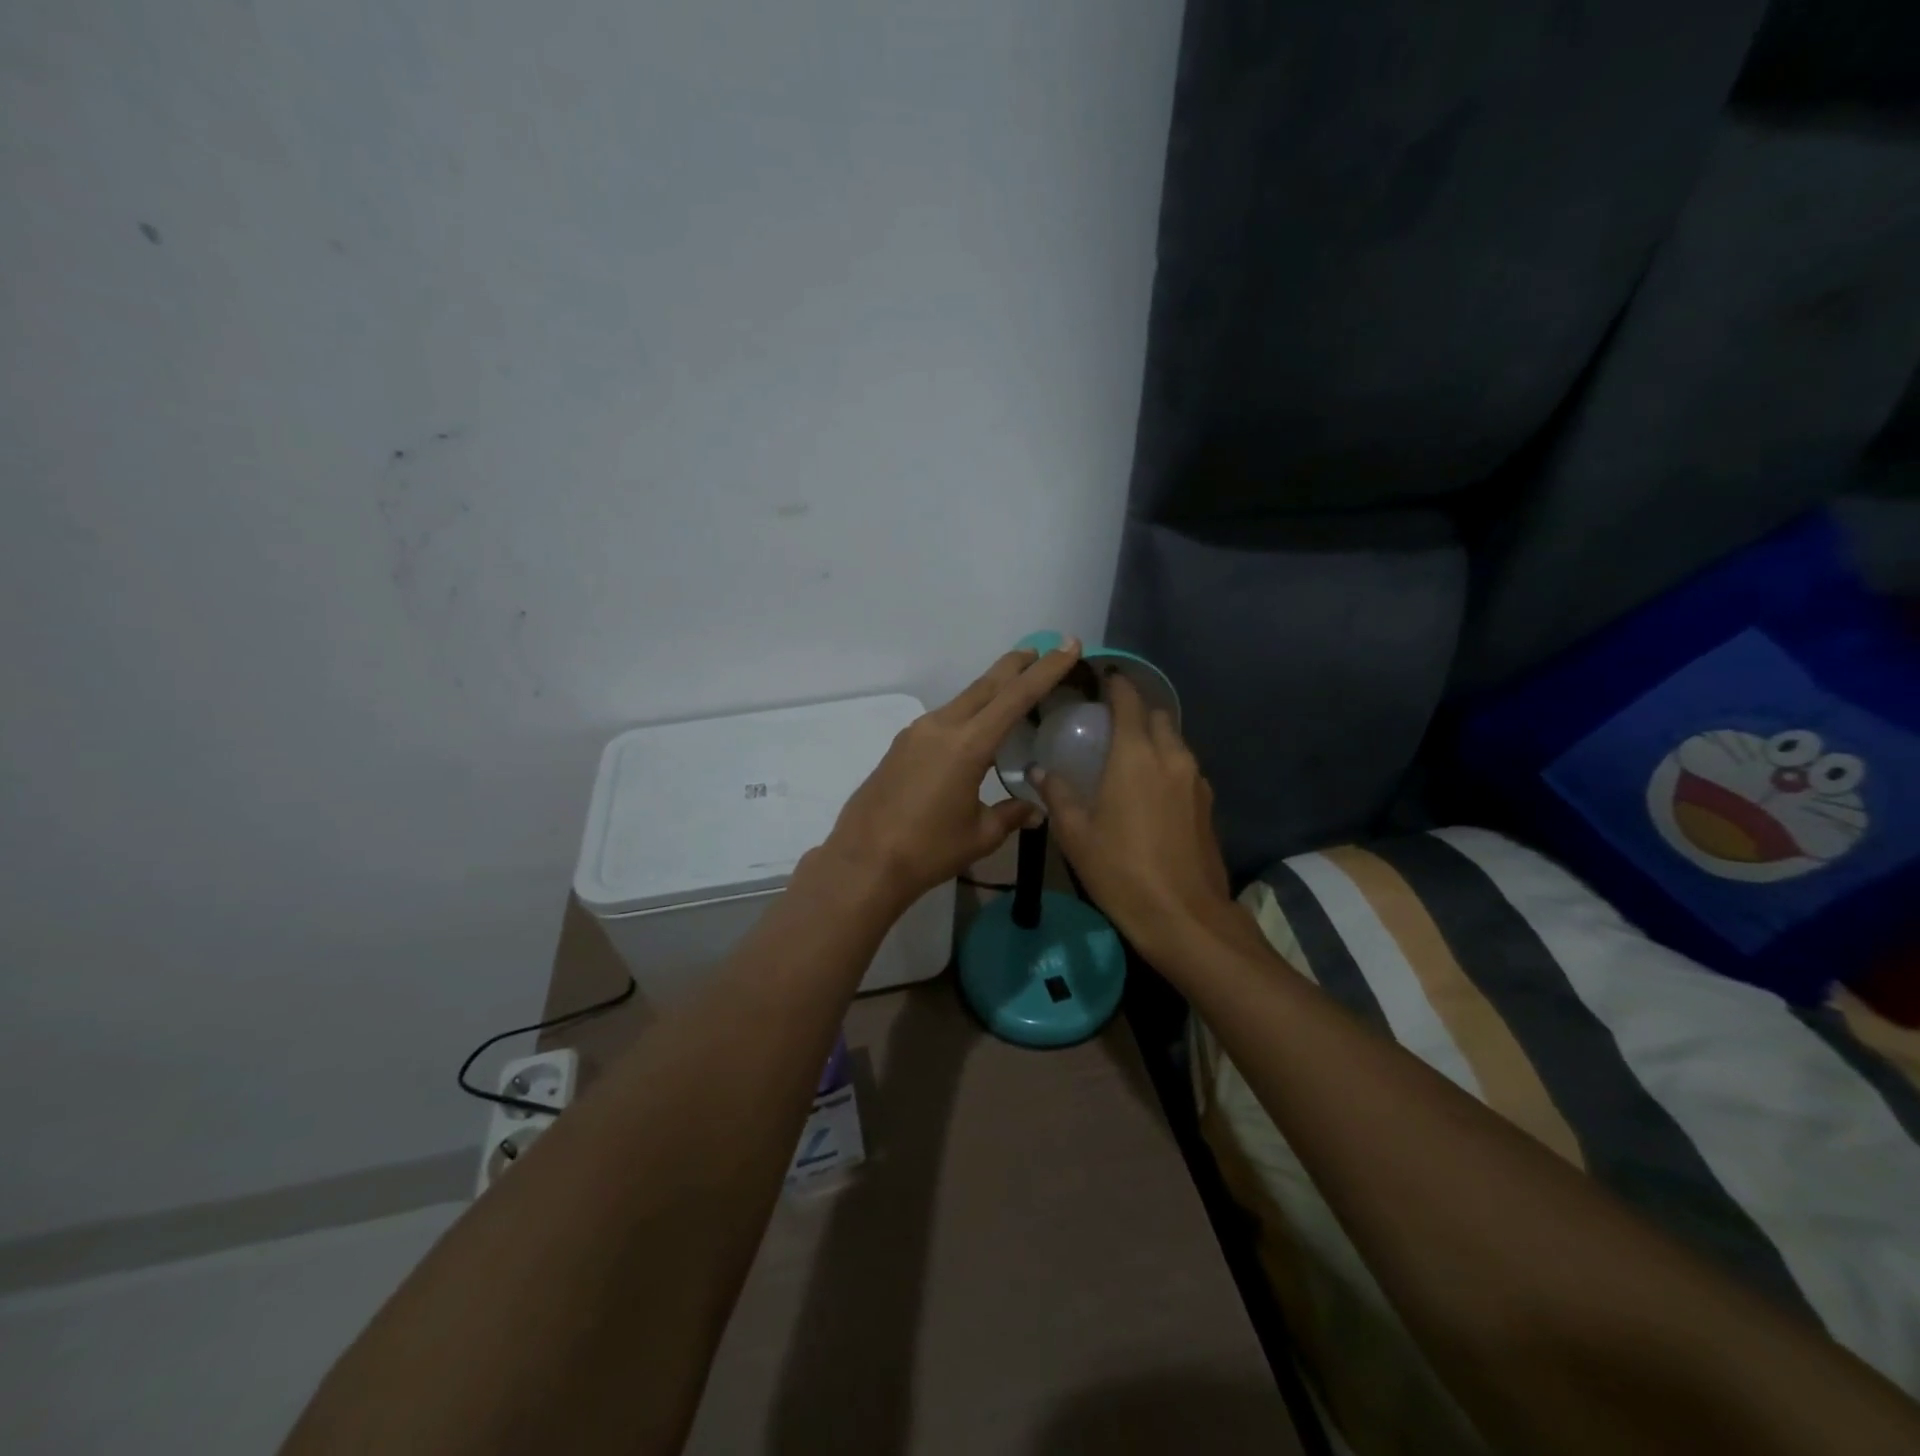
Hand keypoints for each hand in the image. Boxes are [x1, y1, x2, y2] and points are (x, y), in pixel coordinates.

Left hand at [823, 640, 1084, 908]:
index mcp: (967, 745)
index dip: (1046, 670)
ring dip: (990, 689)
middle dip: (1016, 666)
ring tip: (1012, 685)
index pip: (1016, 697)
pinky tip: (974, 728)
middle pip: (986, 686)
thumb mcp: (980, 835)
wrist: (863, 861)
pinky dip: (968, 712)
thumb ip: (1010, 815)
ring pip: (963, 700)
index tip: (1067, 645)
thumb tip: (1035, 810)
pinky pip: (943, 718)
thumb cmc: (927, 850)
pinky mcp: (901, 746)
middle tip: (1041, 650)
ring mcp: (917, 733)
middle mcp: (941, 727)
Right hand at [1034, 673, 1234, 956]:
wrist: (1184, 917)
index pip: (1129, 701)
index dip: (1116, 684)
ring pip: (1175, 742)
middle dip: (1136, 710)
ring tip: (1127, 755)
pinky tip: (1148, 789)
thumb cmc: (1121, 871)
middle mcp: (1172, 757)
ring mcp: (1196, 781)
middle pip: (1158, 716)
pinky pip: (1184, 768)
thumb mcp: (1076, 835)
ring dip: (1154, 738)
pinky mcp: (1208, 804)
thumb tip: (1039, 771)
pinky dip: (1166, 764)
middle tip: (1109, 721)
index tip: (1101, 678)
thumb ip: (1057, 795)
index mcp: (1136, 756)